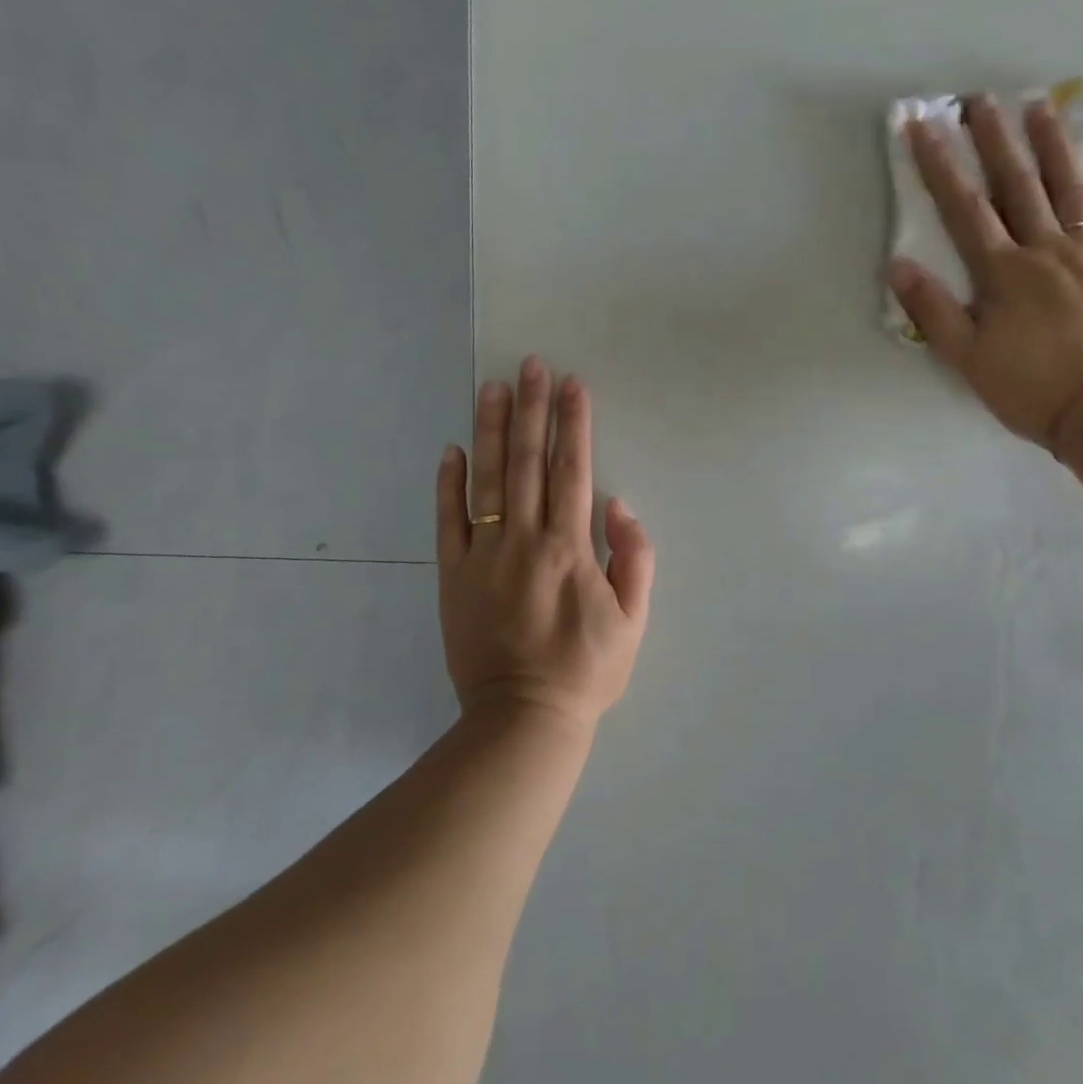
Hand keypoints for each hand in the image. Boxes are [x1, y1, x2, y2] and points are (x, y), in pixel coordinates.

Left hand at [436, 358, 654, 730]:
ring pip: (486, 480)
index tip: (573, 384)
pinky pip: (448, 522)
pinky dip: (448, 484)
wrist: (522, 719)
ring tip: (492, 387)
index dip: (574, 424)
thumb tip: (618, 504)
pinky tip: (451, 449)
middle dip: (532, 408)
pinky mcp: (453, 576)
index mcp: (570, 548)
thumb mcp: (633, 620)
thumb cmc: (586, 669)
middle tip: (531, 365)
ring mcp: (483, 556)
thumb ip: (634, 558)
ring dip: (490, 430)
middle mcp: (524, 540)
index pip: (572, 470)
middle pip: (528, 461)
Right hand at [887, 95, 1082, 453]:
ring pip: (1071, 191)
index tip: (923, 126)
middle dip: (994, 140)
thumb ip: (933, 310)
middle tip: (980, 99)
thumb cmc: (1029, 389)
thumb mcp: (966, 358)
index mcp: (1004, 272)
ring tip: (1040, 107)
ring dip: (1054, 147)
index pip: (964, 208)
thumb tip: (898, 266)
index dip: (940, 166)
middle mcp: (1047, 251)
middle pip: (1017, 186)